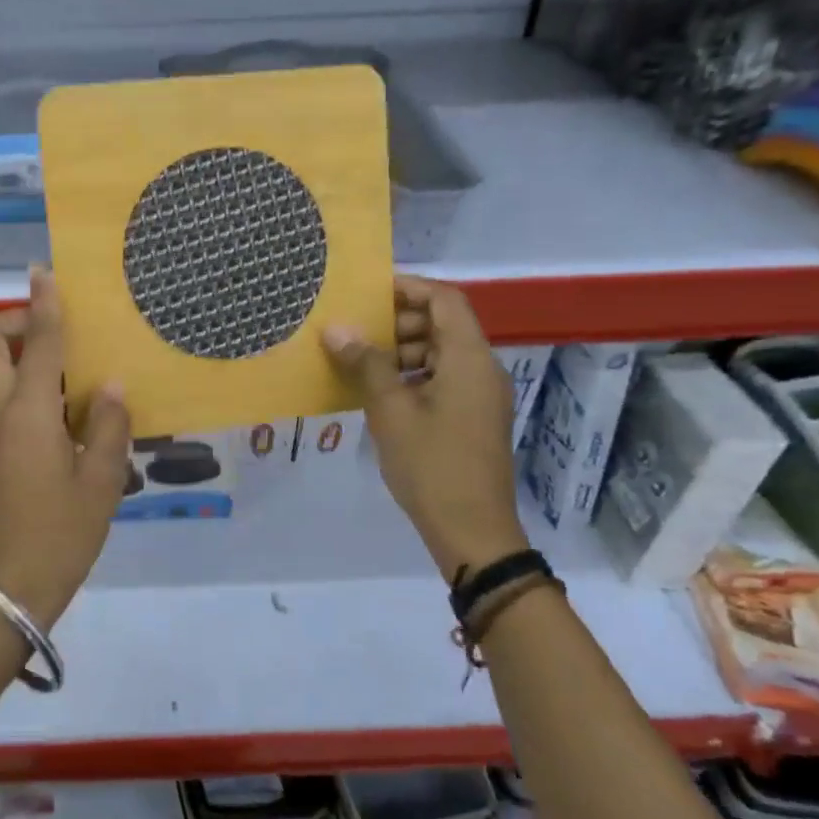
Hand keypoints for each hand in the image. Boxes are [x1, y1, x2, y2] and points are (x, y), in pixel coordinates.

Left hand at [0, 269, 131, 629]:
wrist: (10, 586)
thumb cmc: (61, 533)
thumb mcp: (102, 481)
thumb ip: (110, 426)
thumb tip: (114, 386)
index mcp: (29, 411)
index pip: (35, 341)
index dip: (42, 303)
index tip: (45, 272)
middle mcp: (0, 411)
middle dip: (12, 321)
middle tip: (55, 331)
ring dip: (21, 352)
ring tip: (75, 367)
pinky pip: (3, 397)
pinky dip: (27, 383)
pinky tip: (69, 407)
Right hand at [324, 276, 526, 581]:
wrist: (472, 530)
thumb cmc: (431, 465)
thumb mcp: (390, 411)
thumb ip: (366, 364)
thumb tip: (336, 329)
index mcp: (469, 359)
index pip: (444, 300)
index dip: (408, 288)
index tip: (367, 292)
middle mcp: (482, 369)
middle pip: (443, 324)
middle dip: (399, 321)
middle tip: (356, 331)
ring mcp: (480, 395)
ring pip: (441, 353)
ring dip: (402, 350)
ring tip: (360, 362)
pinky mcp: (472, 418)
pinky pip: (442, 379)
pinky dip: (411, 375)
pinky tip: (379, 393)